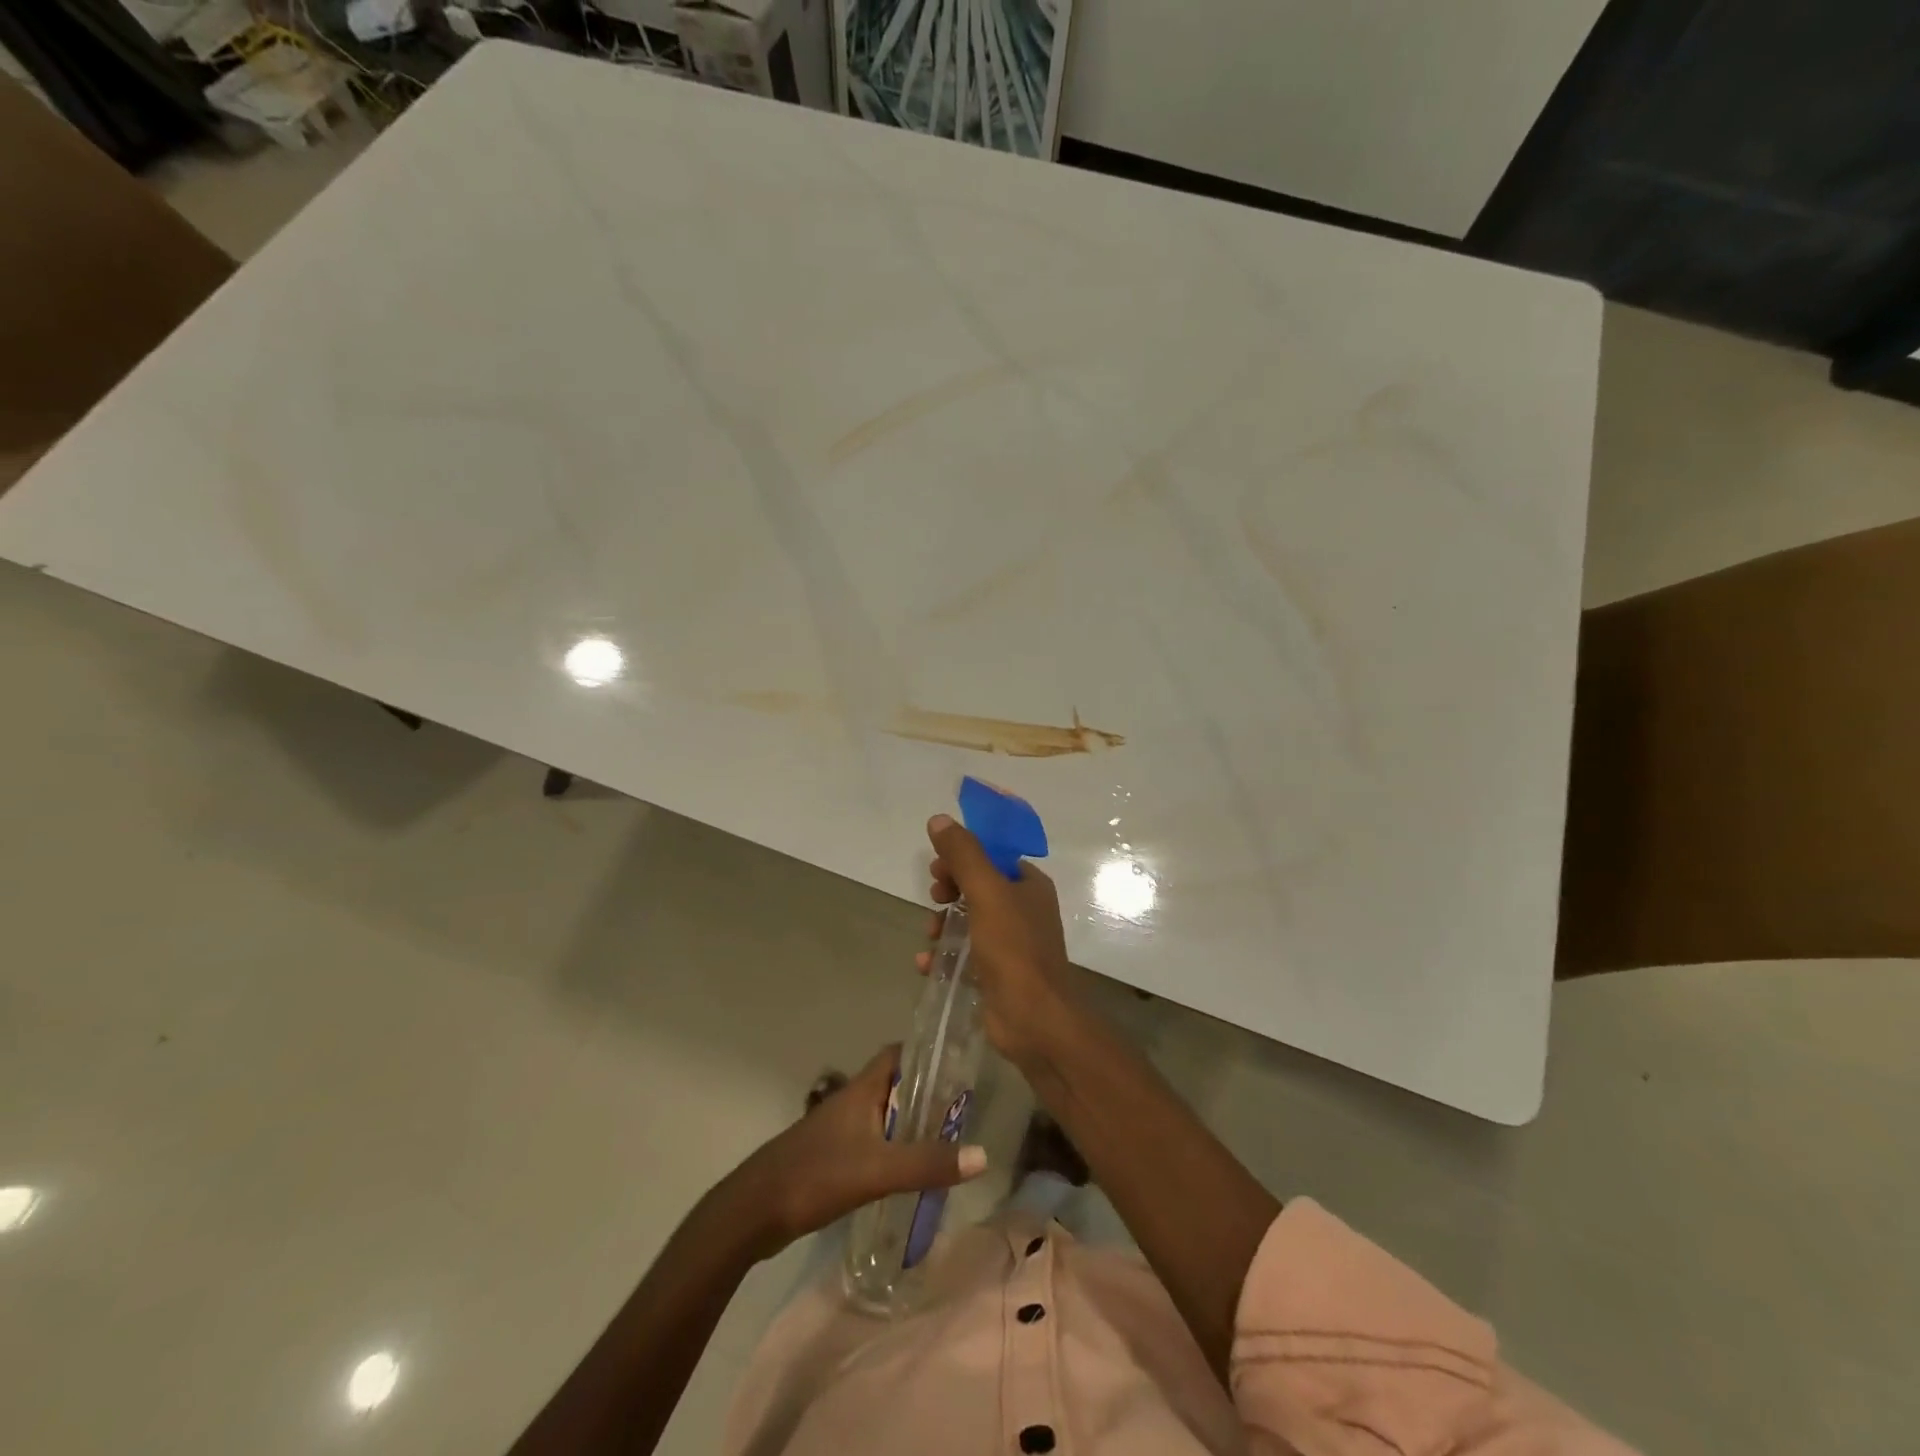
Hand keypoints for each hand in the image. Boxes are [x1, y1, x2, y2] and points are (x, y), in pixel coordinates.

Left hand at [725, 1045, 986, 1259]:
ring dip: (911, 1122)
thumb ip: (927, 1162)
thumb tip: (983, 1156)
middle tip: (963, 1110)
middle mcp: (853, 1100)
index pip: (900, 1053)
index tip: (959, 1064)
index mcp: (862, 1089)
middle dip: (927, 1093)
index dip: (928, 1053)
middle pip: (896, 1085)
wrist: (754, 1211)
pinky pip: (873, 1140)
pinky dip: (894, 1147)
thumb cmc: (816, 1175)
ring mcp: (840, 1128)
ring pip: (884, 1114)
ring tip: (946, 1139)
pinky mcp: (833, 1155)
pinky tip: (910, 1170)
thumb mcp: (878, 1170)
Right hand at [920, 813, 1077, 1066]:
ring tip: (929, 934)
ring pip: (968, 921)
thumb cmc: (1014, 949)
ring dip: (943, 923)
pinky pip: (964, 954)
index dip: (963, 857)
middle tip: (934, 897)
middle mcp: (1023, 910)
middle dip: (950, 890)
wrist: (1035, 1020)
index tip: (938, 868)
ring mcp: (1011, 944)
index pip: (993, 857)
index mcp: (1029, 886)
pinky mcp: (996, 974)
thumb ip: (964, 855)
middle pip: (978, 887)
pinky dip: (944, 955)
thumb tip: (939, 820)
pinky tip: (926, 963)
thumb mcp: (987, 893)